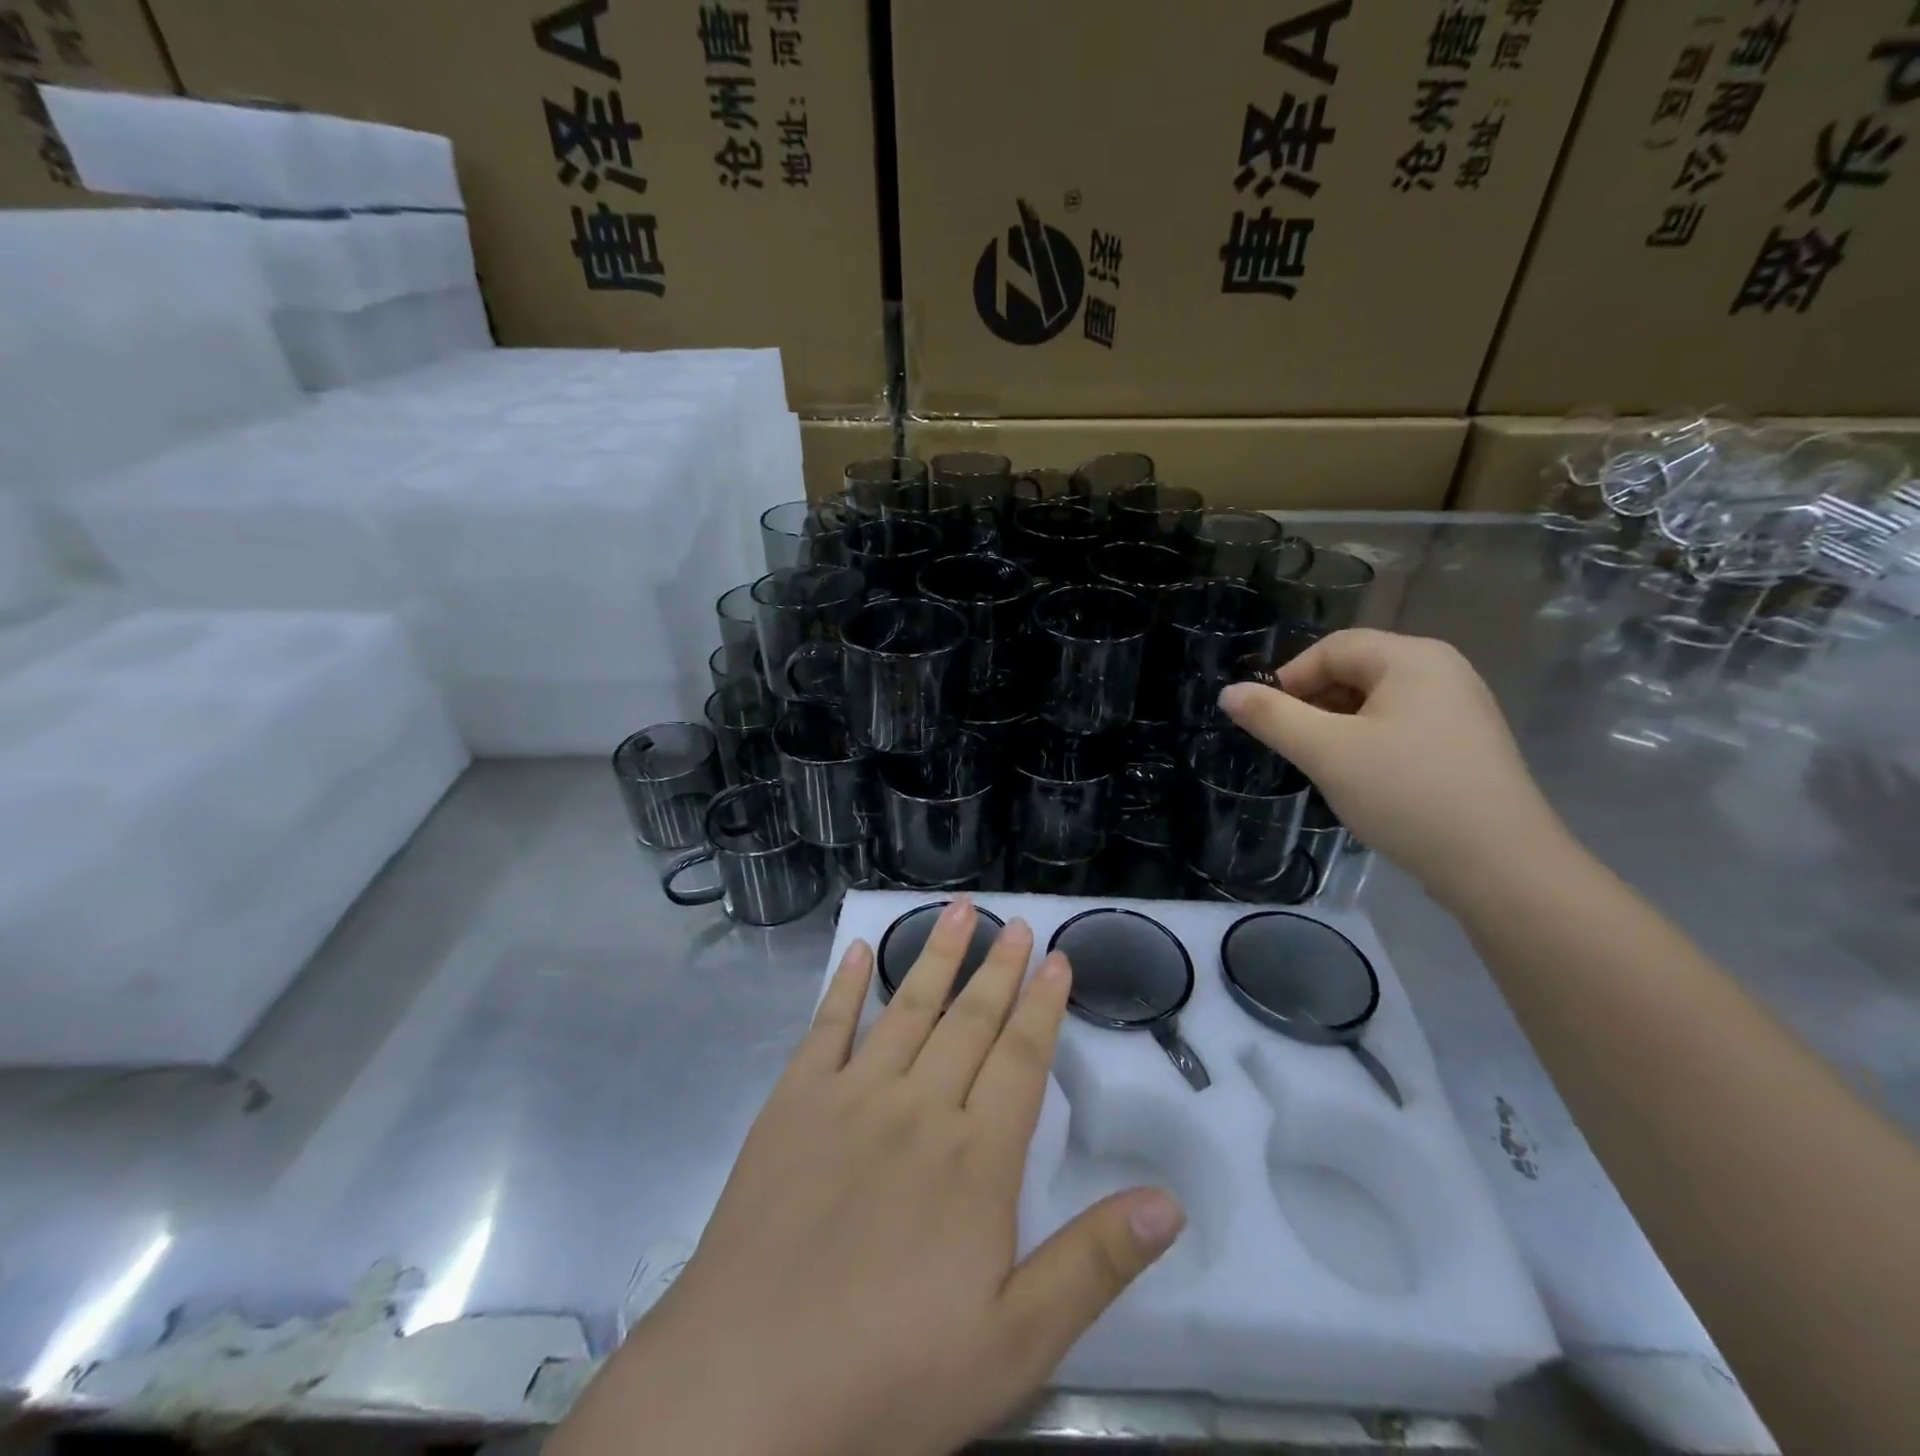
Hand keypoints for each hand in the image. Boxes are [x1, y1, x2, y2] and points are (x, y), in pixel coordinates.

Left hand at [549, 898, 1183, 1455]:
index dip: (1043, 1005)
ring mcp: (850, 1098)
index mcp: (974, 1159)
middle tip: (1016, 922)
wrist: (746, 1385)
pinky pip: (825, 1030)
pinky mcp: (792, 1106)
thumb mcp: (1014, 1344)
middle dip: (998, 968)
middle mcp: (918, 1108)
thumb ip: (1093, 1265)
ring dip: (935, 956)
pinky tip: (857, 953)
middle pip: (969, 1021)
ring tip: (957, 912)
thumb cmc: (889, 1373)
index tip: (1057, 958)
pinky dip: (844, 987)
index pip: (1021, 1059)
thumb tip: (1168, 1202)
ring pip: (907, 1010)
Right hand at [1219, 629, 1566, 907]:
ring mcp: (1461, 707)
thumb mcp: (1326, 752)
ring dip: (1338, 725)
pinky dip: (1369, 741)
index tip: (1266, 722)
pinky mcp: (1467, 743)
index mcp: (1412, 658)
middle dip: (1314, 703)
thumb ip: (1272, 717)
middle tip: (1292, 746)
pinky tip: (1363, 778)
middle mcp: (1443, 670)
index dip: (1289, 679)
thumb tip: (1228, 692)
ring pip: (1377, 701)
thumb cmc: (1406, 794)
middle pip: (1356, 670)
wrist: (1500, 866)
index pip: (1332, 649)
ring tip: (1324, 765)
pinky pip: (1402, 725)